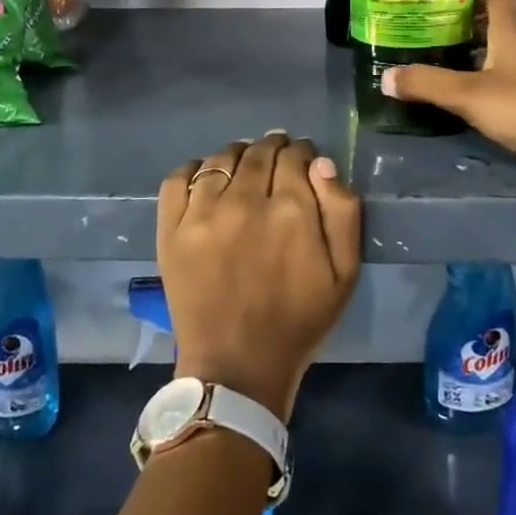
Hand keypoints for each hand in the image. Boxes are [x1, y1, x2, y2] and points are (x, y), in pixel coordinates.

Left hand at [156, 133, 361, 421]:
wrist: (236, 367)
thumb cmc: (298, 322)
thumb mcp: (345, 273)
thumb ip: (342, 212)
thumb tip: (321, 163)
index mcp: (291, 211)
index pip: (296, 156)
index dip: (302, 152)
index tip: (303, 159)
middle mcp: (245, 202)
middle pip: (259, 151)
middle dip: (273, 147)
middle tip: (276, 157)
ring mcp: (202, 214)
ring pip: (221, 159)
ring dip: (238, 154)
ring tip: (244, 166)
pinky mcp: (171, 229)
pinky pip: (178, 178)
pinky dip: (194, 169)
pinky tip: (206, 177)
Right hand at [383, 0, 515, 201]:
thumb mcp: (469, 95)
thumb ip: (427, 83)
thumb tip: (384, 76)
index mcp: (512, 30)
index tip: (441, 4)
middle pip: (496, 20)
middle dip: (464, 25)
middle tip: (430, 34)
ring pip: (501, 49)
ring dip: (475, 53)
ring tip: (440, 62)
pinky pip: (508, 75)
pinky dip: (487, 77)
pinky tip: (467, 93)